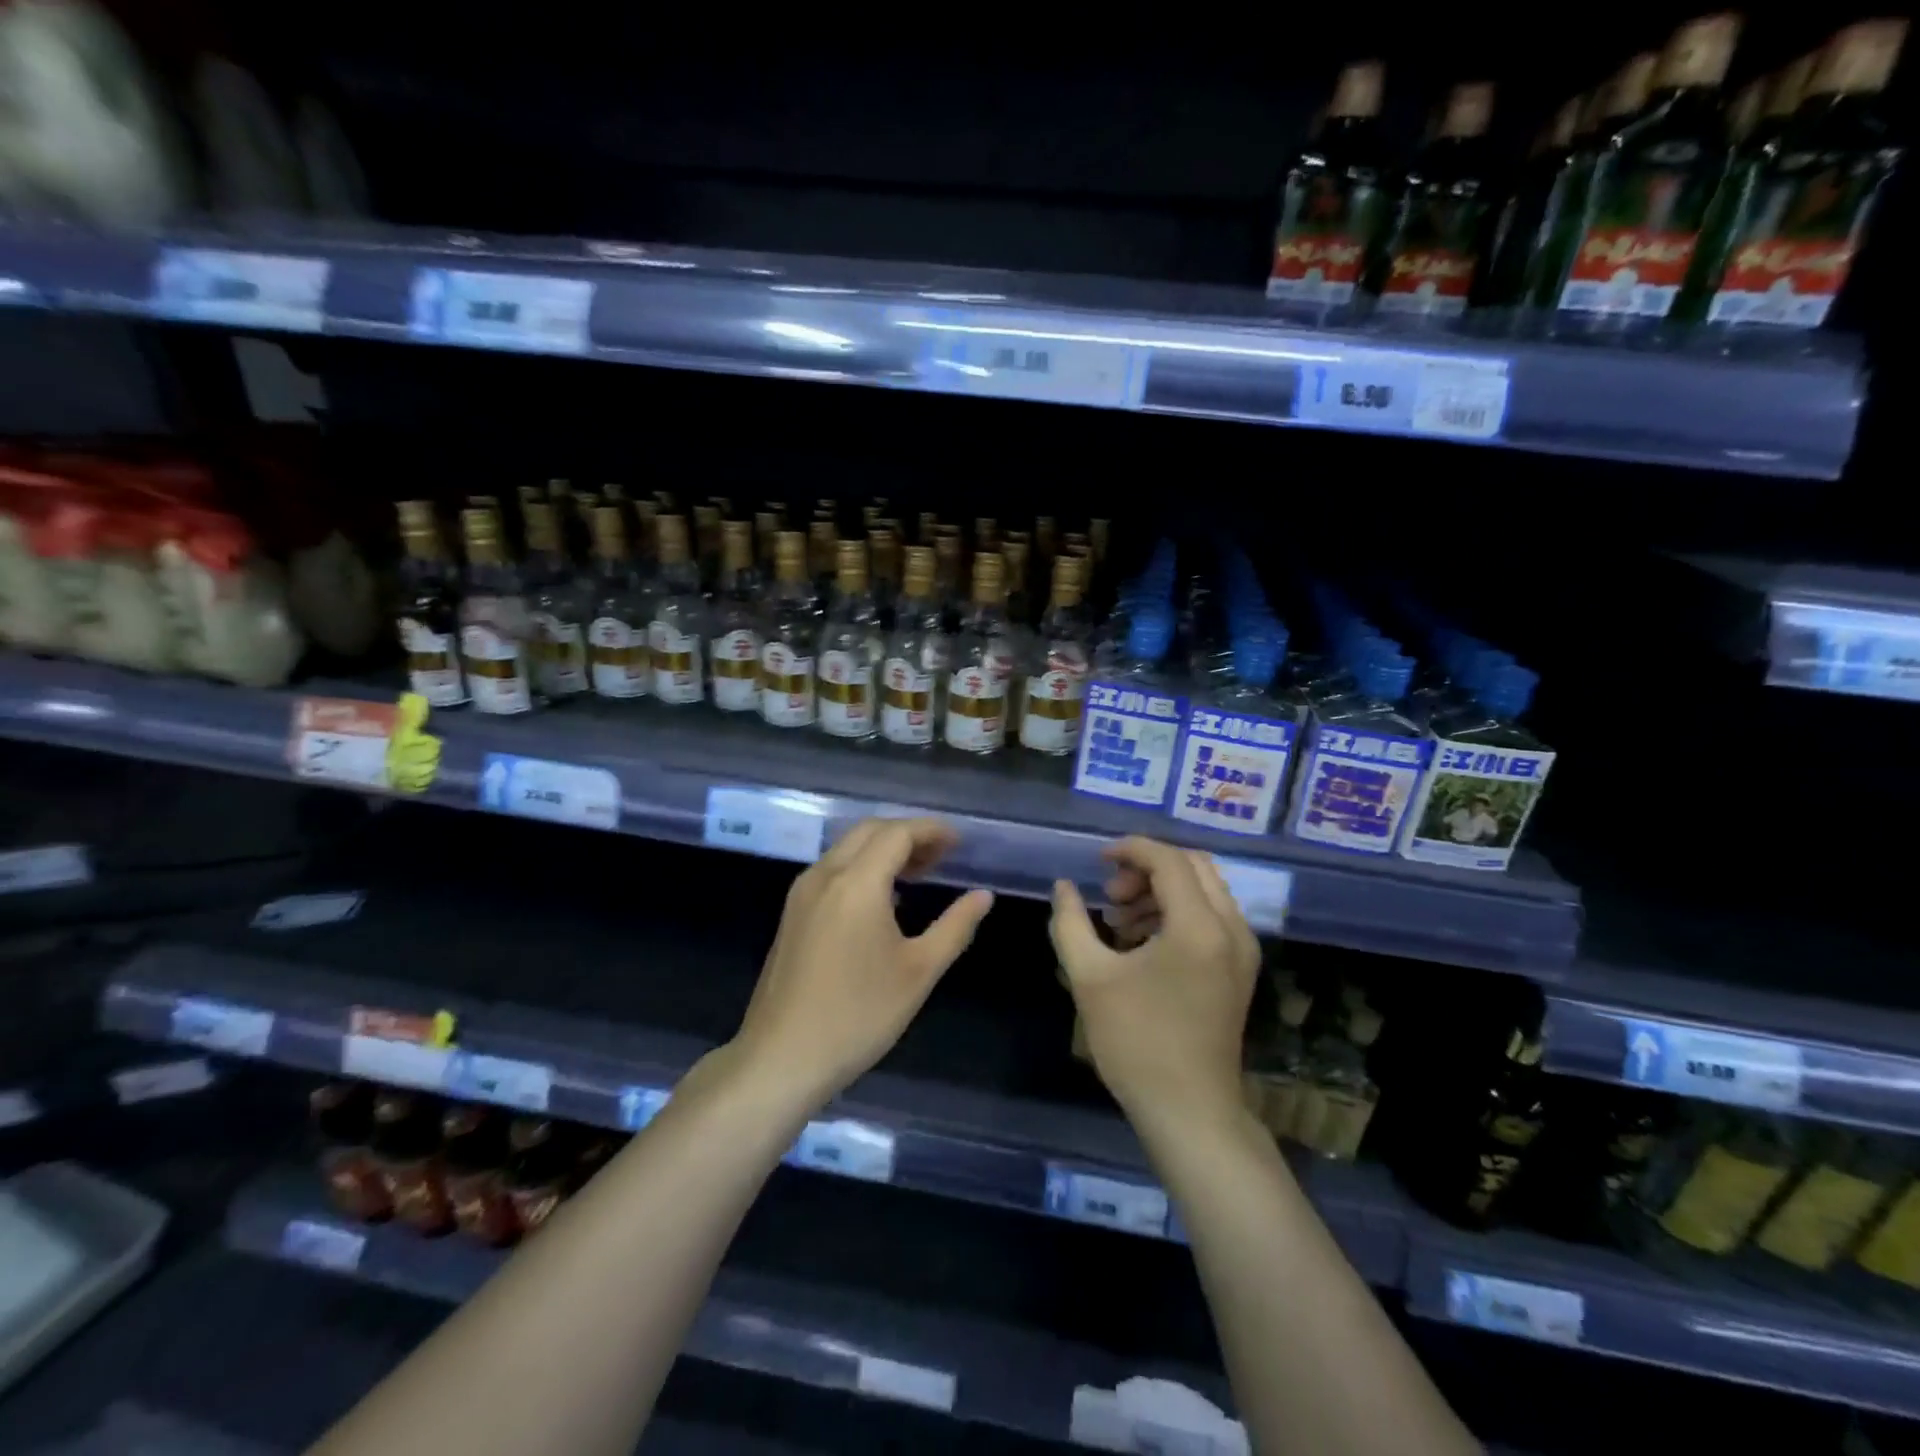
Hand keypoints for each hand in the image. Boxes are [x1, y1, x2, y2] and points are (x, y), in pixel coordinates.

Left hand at [733, 818, 993, 1111]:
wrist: (781, 1057)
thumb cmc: (858, 1015)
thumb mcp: (919, 972)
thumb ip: (955, 927)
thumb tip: (983, 896)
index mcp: (857, 883)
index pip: (897, 834)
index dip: (931, 831)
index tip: (960, 842)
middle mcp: (825, 875)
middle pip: (870, 831)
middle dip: (908, 834)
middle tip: (942, 856)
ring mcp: (803, 893)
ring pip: (848, 849)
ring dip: (884, 850)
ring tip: (920, 874)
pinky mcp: (793, 913)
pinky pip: (833, 870)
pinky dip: (863, 867)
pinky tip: (884, 900)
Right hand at [1050, 837, 1259, 1128]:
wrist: (1189, 1111)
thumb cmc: (1136, 1042)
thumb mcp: (1090, 977)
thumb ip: (1070, 922)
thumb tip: (1063, 886)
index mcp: (1199, 926)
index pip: (1169, 860)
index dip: (1130, 850)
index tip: (1097, 861)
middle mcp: (1231, 928)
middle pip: (1193, 866)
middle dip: (1147, 869)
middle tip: (1111, 896)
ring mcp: (1242, 951)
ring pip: (1204, 890)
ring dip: (1161, 891)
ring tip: (1119, 922)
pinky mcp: (1240, 970)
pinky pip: (1211, 917)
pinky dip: (1177, 913)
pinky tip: (1142, 942)